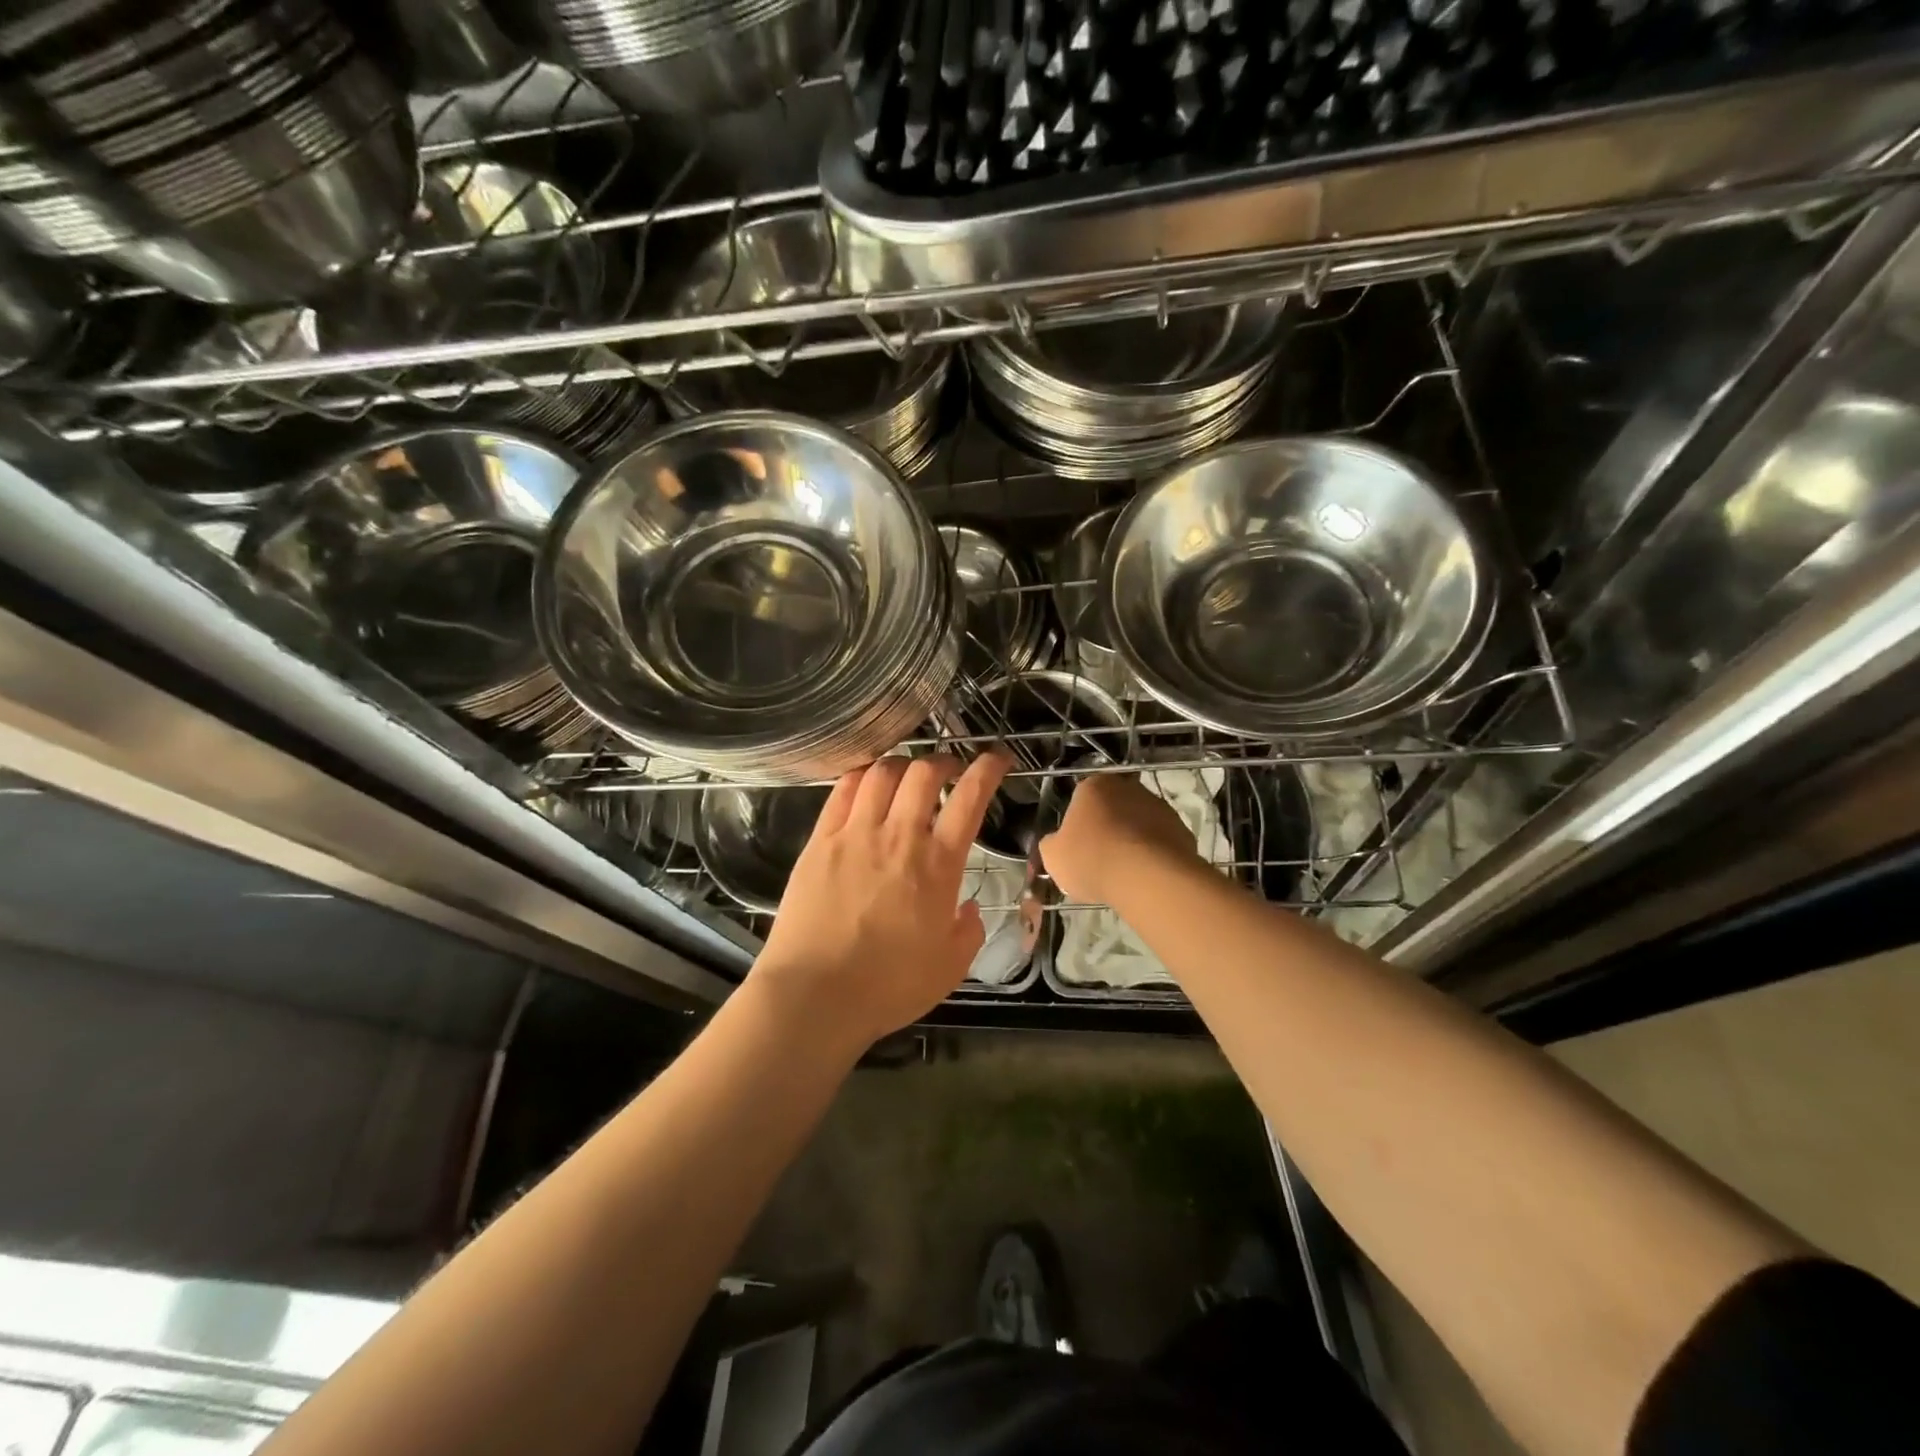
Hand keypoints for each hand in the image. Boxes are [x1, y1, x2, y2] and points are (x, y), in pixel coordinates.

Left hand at [752, 752, 1009, 1051]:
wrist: (815, 996)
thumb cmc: (889, 986)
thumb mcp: (950, 967)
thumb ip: (969, 931)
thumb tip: (968, 908)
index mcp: (938, 865)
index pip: (970, 798)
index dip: (988, 769)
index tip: (997, 758)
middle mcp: (899, 837)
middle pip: (924, 773)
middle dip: (944, 762)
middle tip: (949, 770)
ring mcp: (855, 834)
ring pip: (882, 773)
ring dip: (903, 764)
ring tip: (907, 774)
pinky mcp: (820, 841)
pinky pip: (843, 791)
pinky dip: (862, 776)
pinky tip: (867, 782)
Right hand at [1039, 773, 1200, 903]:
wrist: (1147, 877)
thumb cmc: (1091, 859)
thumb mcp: (1053, 856)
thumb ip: (1052, 844)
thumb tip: (1057, 842)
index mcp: (1093, 785)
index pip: (1080, 798)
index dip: (1077, 824)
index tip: (1077, 847)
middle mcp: (1128, 787)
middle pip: (1112, 807)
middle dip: (1107, 828)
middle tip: (1099, 859)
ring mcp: (1158, 806)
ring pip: (1138, 823)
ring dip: (1132, 841)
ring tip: (1124, 873)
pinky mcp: (1181, 829)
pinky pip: (1160, 841)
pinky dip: (1153, 855)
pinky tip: (1145, 876)